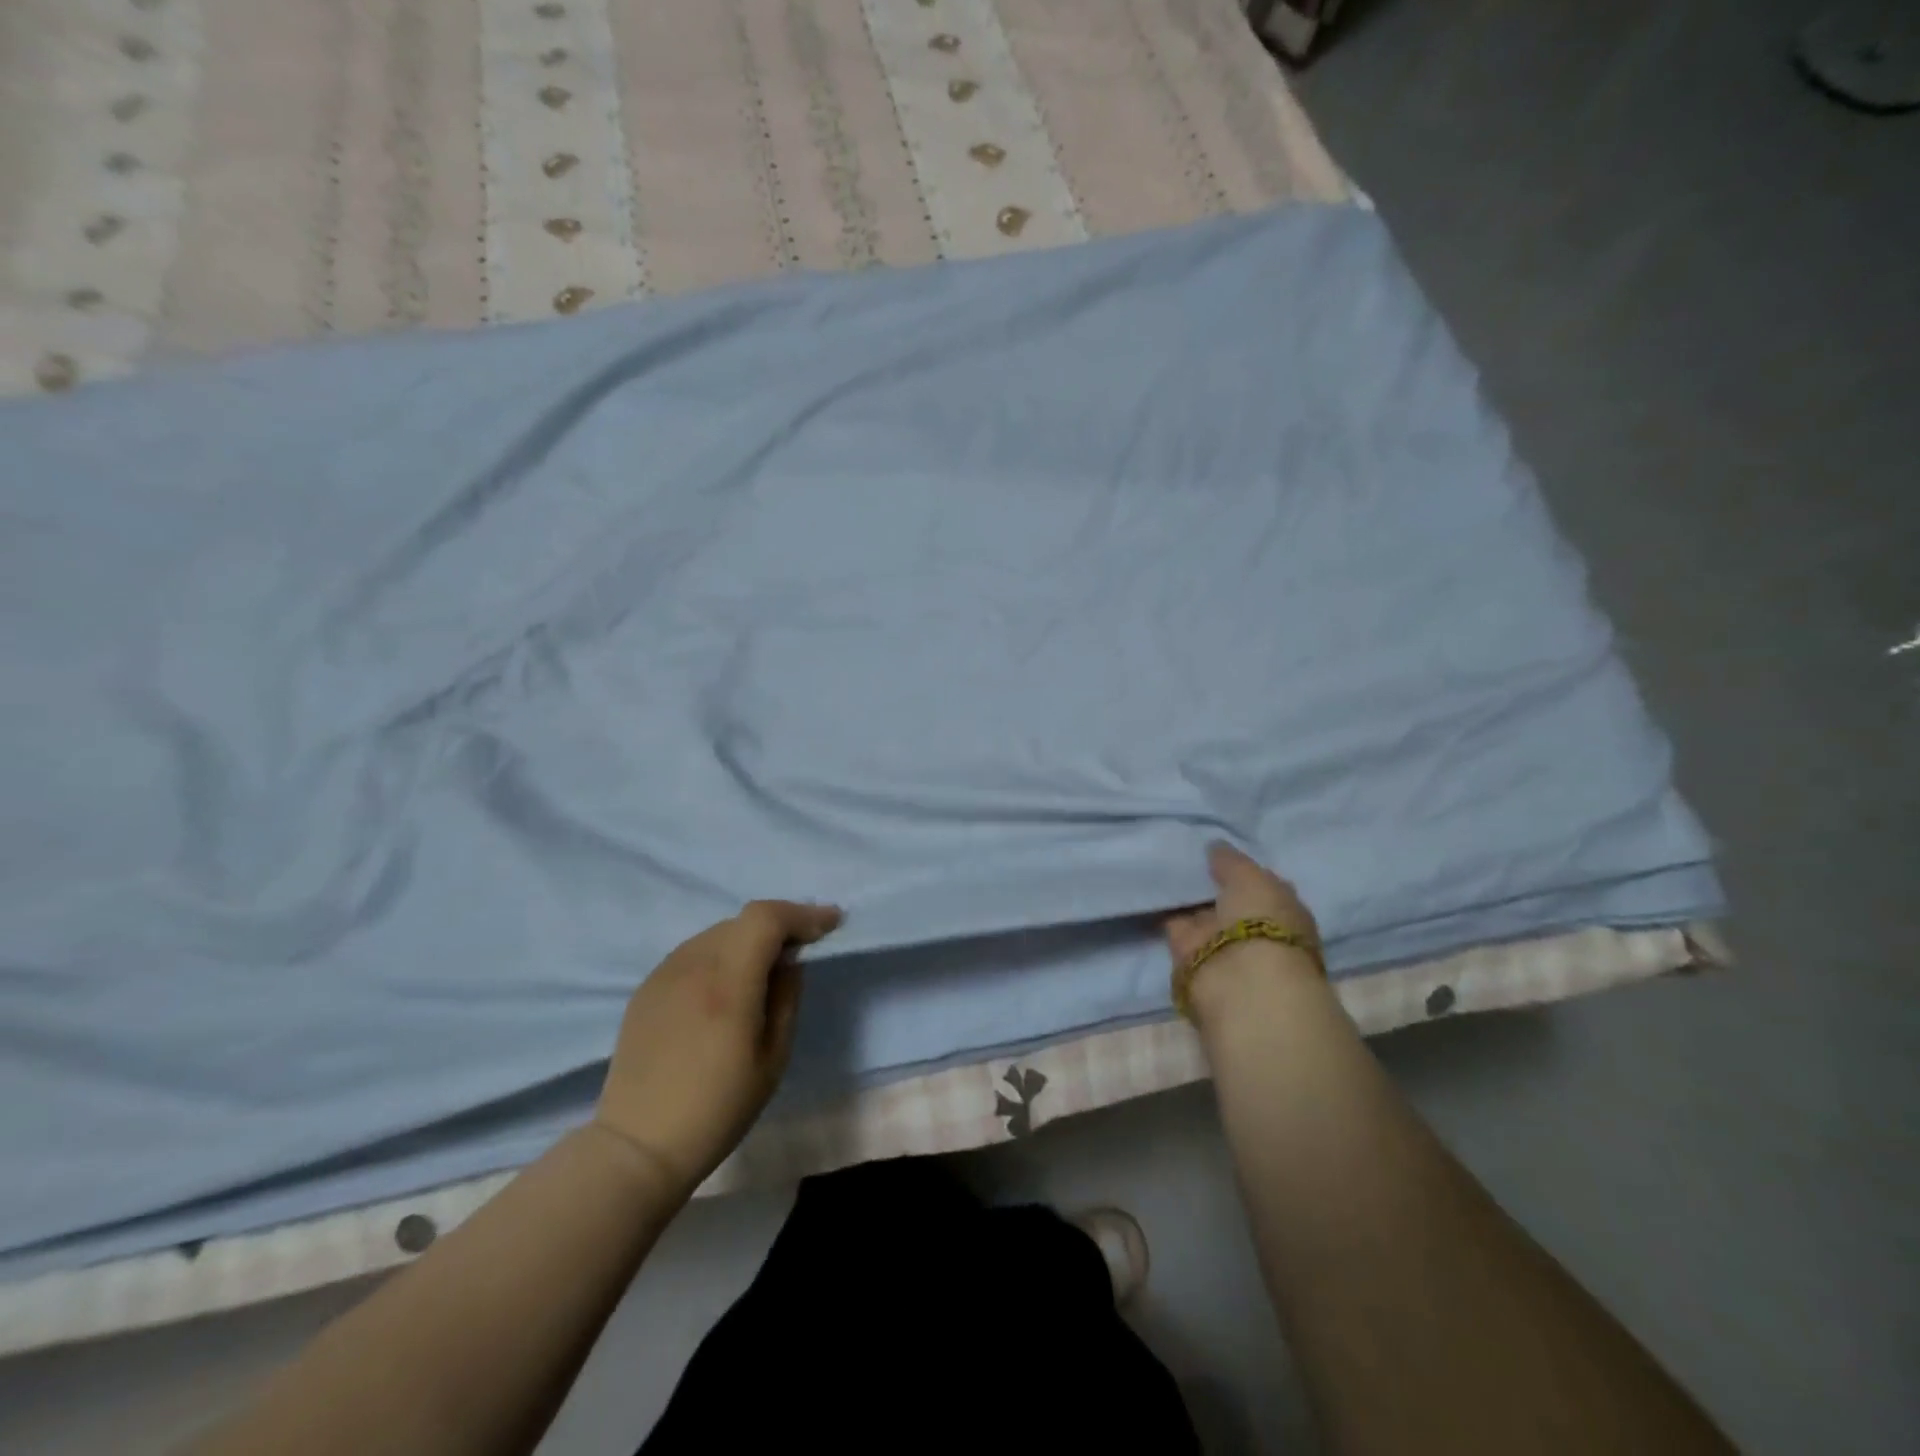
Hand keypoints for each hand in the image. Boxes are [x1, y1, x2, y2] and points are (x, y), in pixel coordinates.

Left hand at [594, 900, 841, 1200]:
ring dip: (748, 939)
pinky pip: (693, 953)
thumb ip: (786, 998)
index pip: (767, 918)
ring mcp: (664, 974)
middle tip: (802, 946)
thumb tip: (789, 961)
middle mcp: (693, 965)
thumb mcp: (773, 1059)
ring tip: (764, 968)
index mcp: (728, 982)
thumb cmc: (718, 1109)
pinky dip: (720, 955)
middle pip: (743, 920)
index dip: (802, 913)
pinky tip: (725, 986)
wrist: (638, 1145)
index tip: (830, 923)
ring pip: (717, 933)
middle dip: (779, 925)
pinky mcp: (647, 988)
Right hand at [1165, 843, 1325, 1031]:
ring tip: (1161, 859)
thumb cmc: (1263, 921)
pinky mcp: (1190, 953)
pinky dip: (1164, 907)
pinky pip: (1174, 922)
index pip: (1258, 883)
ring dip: (1185, 894)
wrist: (1242, 979)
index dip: (1238, 867)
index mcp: (1282, 909)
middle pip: (1227, 899)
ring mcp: (1221, 941)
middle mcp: (1253, 926)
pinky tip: (1150, 882)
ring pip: (1200, 911)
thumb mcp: (1251, 877)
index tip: (1215, 850)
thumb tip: (1214, 847)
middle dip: (1210, 881)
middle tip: (1183, 850)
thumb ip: (1231, 860)